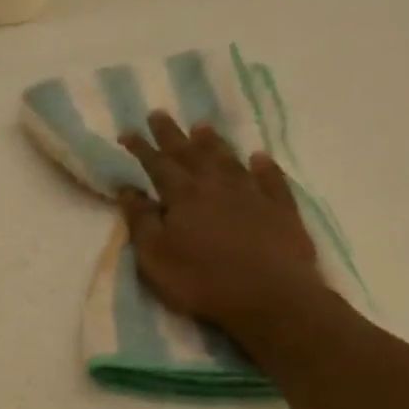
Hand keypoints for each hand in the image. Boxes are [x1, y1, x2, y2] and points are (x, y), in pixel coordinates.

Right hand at [119, 112, 327, 342]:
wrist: (270, 295)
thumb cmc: (202, 280)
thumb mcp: (156, 257)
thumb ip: (141, 221)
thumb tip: (128, 190)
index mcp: (183, 196)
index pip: (157, 165)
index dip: (141, 148)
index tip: (128, 131)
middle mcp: (217, 186)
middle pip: (191, 154)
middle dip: (173, 134)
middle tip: (160, 113)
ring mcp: (252, 194)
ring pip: (229, 160)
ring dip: (214, 142)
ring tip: (203, 126)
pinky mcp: (281, 209)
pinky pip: (271, 179)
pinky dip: (263, 166)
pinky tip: (259, 156)